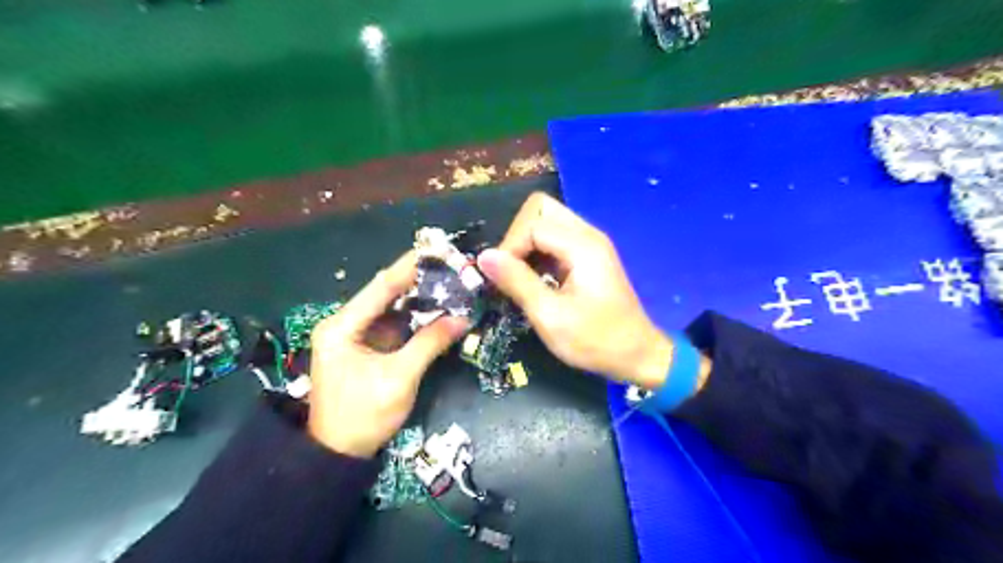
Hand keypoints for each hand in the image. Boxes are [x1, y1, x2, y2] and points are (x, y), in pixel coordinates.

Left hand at [307, 252, 467, 457]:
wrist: (338, 455)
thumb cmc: (363, 416)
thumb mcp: (399, 378)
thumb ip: (430, 343)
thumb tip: (463, 318)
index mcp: (342, 326)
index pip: (380, 286)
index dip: (410, 267)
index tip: (437, 250)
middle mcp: (345, 323)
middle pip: (385, 294)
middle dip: (419, 281)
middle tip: (451, 266)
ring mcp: (355, 336)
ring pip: (392, 309)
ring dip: (420, 299)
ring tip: (450, 283)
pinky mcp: (366, 348)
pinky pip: (394, 325)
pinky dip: (416, 318)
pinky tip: (438, 309)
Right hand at [475, 192, 672, 389]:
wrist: (637, 355)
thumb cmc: (595, 340)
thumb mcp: (550, 316)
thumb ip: (517, 282)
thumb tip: (484, 256)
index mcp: (582, 246)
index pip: (532, 224)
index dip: (510, 247)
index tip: (502, 279)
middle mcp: (587, 235)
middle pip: (541, 208)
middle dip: (518, 236)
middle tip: (511, 270)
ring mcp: (590, 243)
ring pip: (546, 220)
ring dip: (527, 244)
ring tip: (521, 277)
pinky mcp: (588, 255)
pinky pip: (555, 238)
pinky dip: (538, 251)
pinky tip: (536, 279)